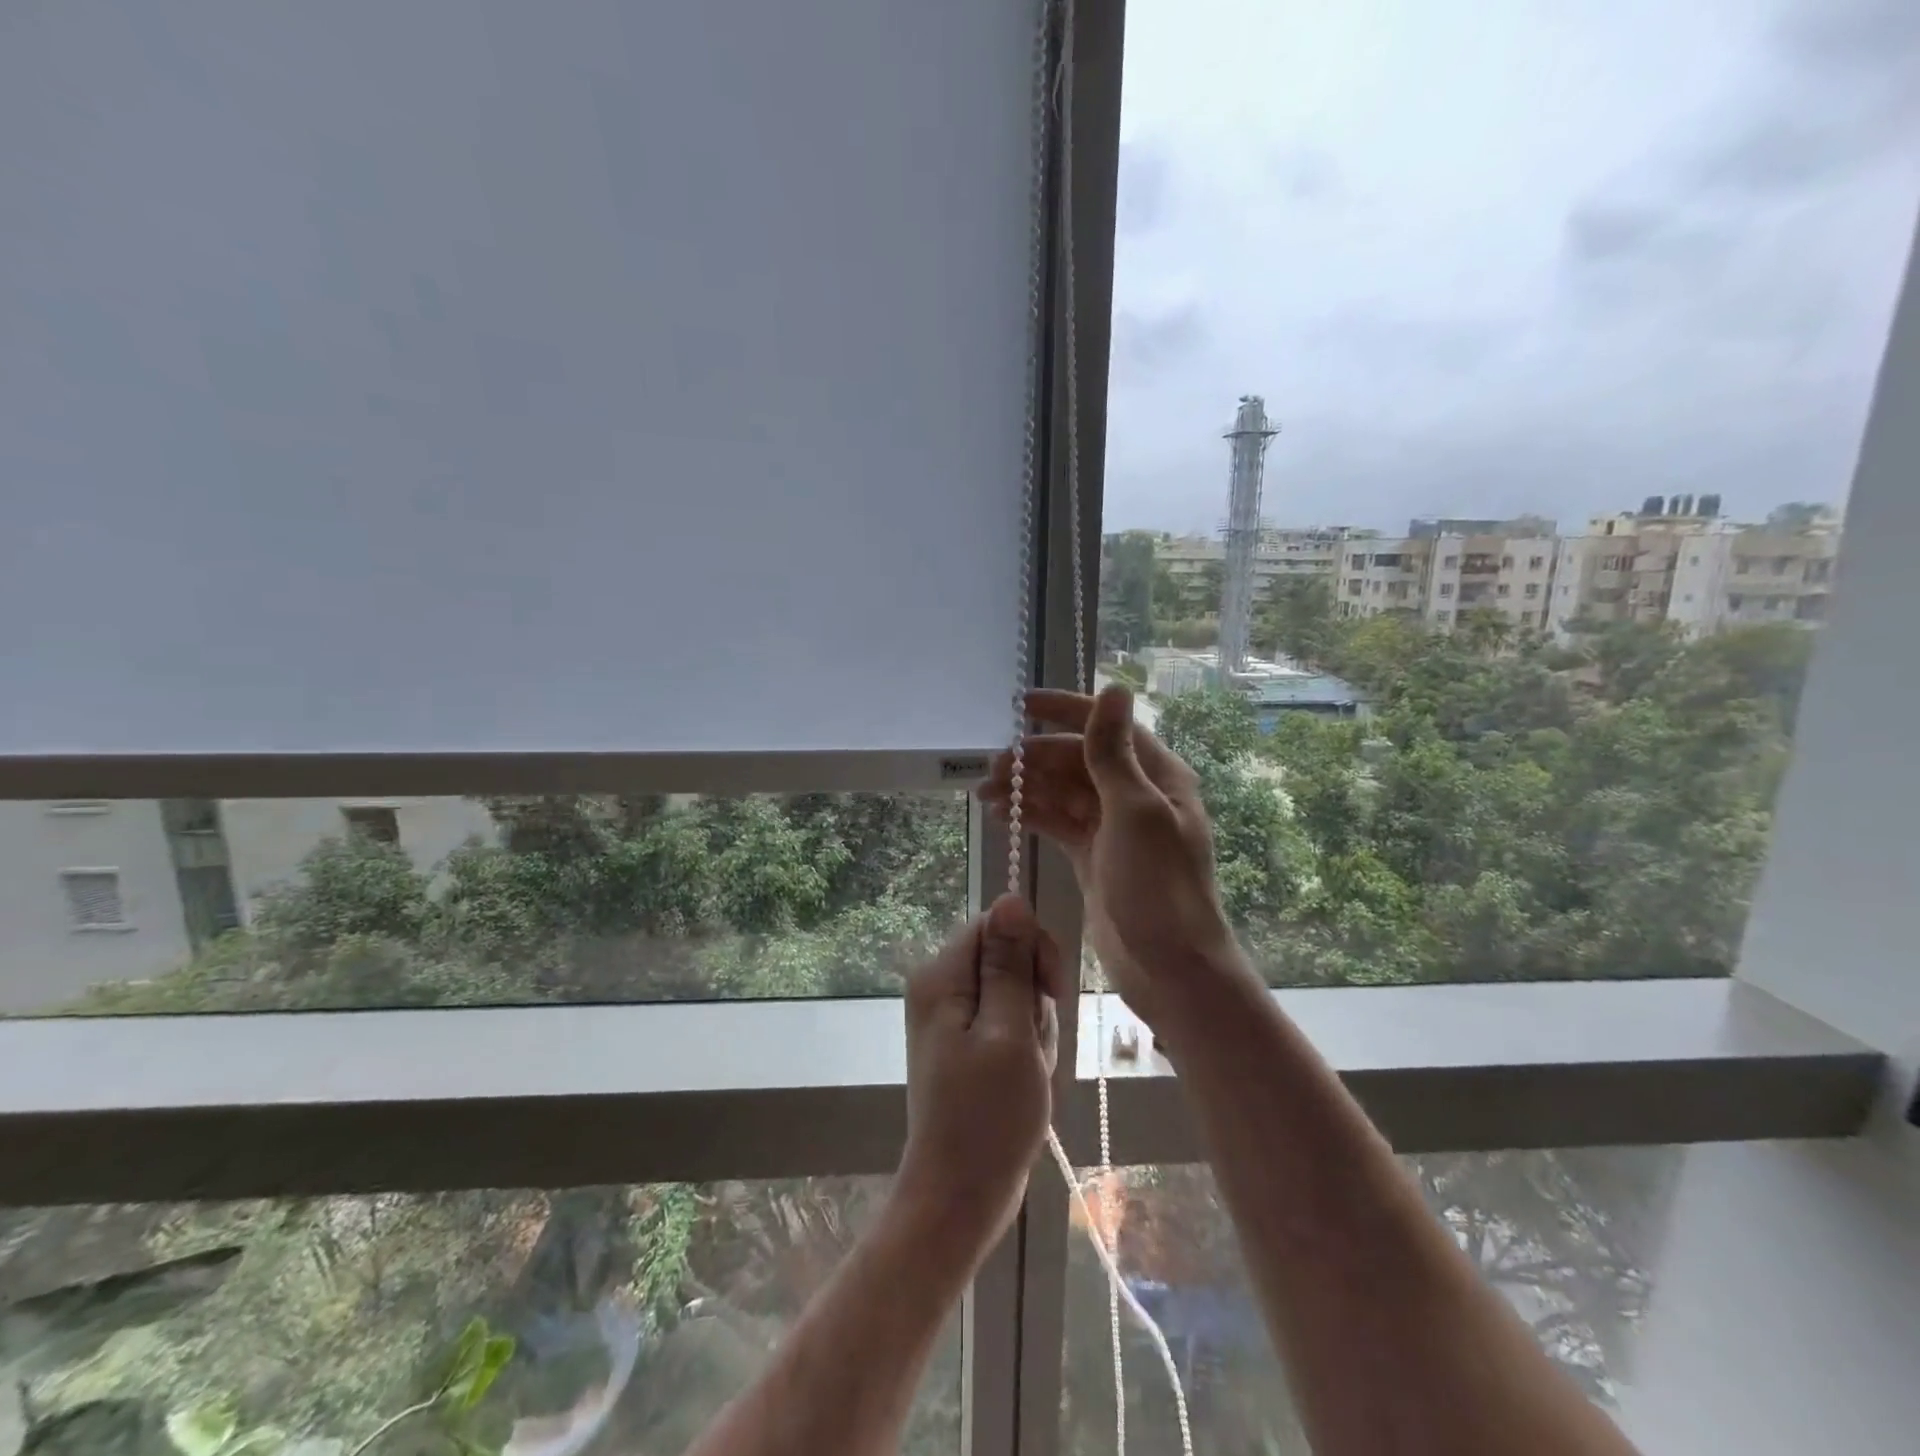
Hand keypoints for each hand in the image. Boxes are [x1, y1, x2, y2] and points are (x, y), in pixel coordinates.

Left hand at [895, 894, 1067, 1268]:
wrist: (961, 1196)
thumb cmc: (988, 1117)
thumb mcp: (1010, 1033)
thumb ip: (1011, 964)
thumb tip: (1011, 897)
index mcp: (942, 976)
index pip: (997, 924)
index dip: (1031, 948)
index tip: (1052, 993)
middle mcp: (940, 986)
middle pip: (1006, 956)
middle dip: (1034, 996)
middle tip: (1033, 1045)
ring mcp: (952, 1016)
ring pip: (1014, 991)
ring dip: (1034, 1026)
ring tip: (1028, 1070)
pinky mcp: (966, 1041)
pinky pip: (1008, 1021)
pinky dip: (1026, 1045)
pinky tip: (1025, 1078)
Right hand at [980, 685, 1242, 1029]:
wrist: (1170, 966)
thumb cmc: (1159, 886)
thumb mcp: (1135, 812)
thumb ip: (1114, 753)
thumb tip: (1113, 688)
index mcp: (1156, 775)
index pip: (1106, 726)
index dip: (1066, 710)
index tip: (1022, 705)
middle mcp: (1135, 794)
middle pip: (1077, 759)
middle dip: (1035, 758)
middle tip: (992, 767)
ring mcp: (1112, 827)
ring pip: (1062, 791)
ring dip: (1026, 787)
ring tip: (985, 792)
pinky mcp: (1092, 856)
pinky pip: (1057, 823)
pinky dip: (1031, 815)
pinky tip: (1001, 815)